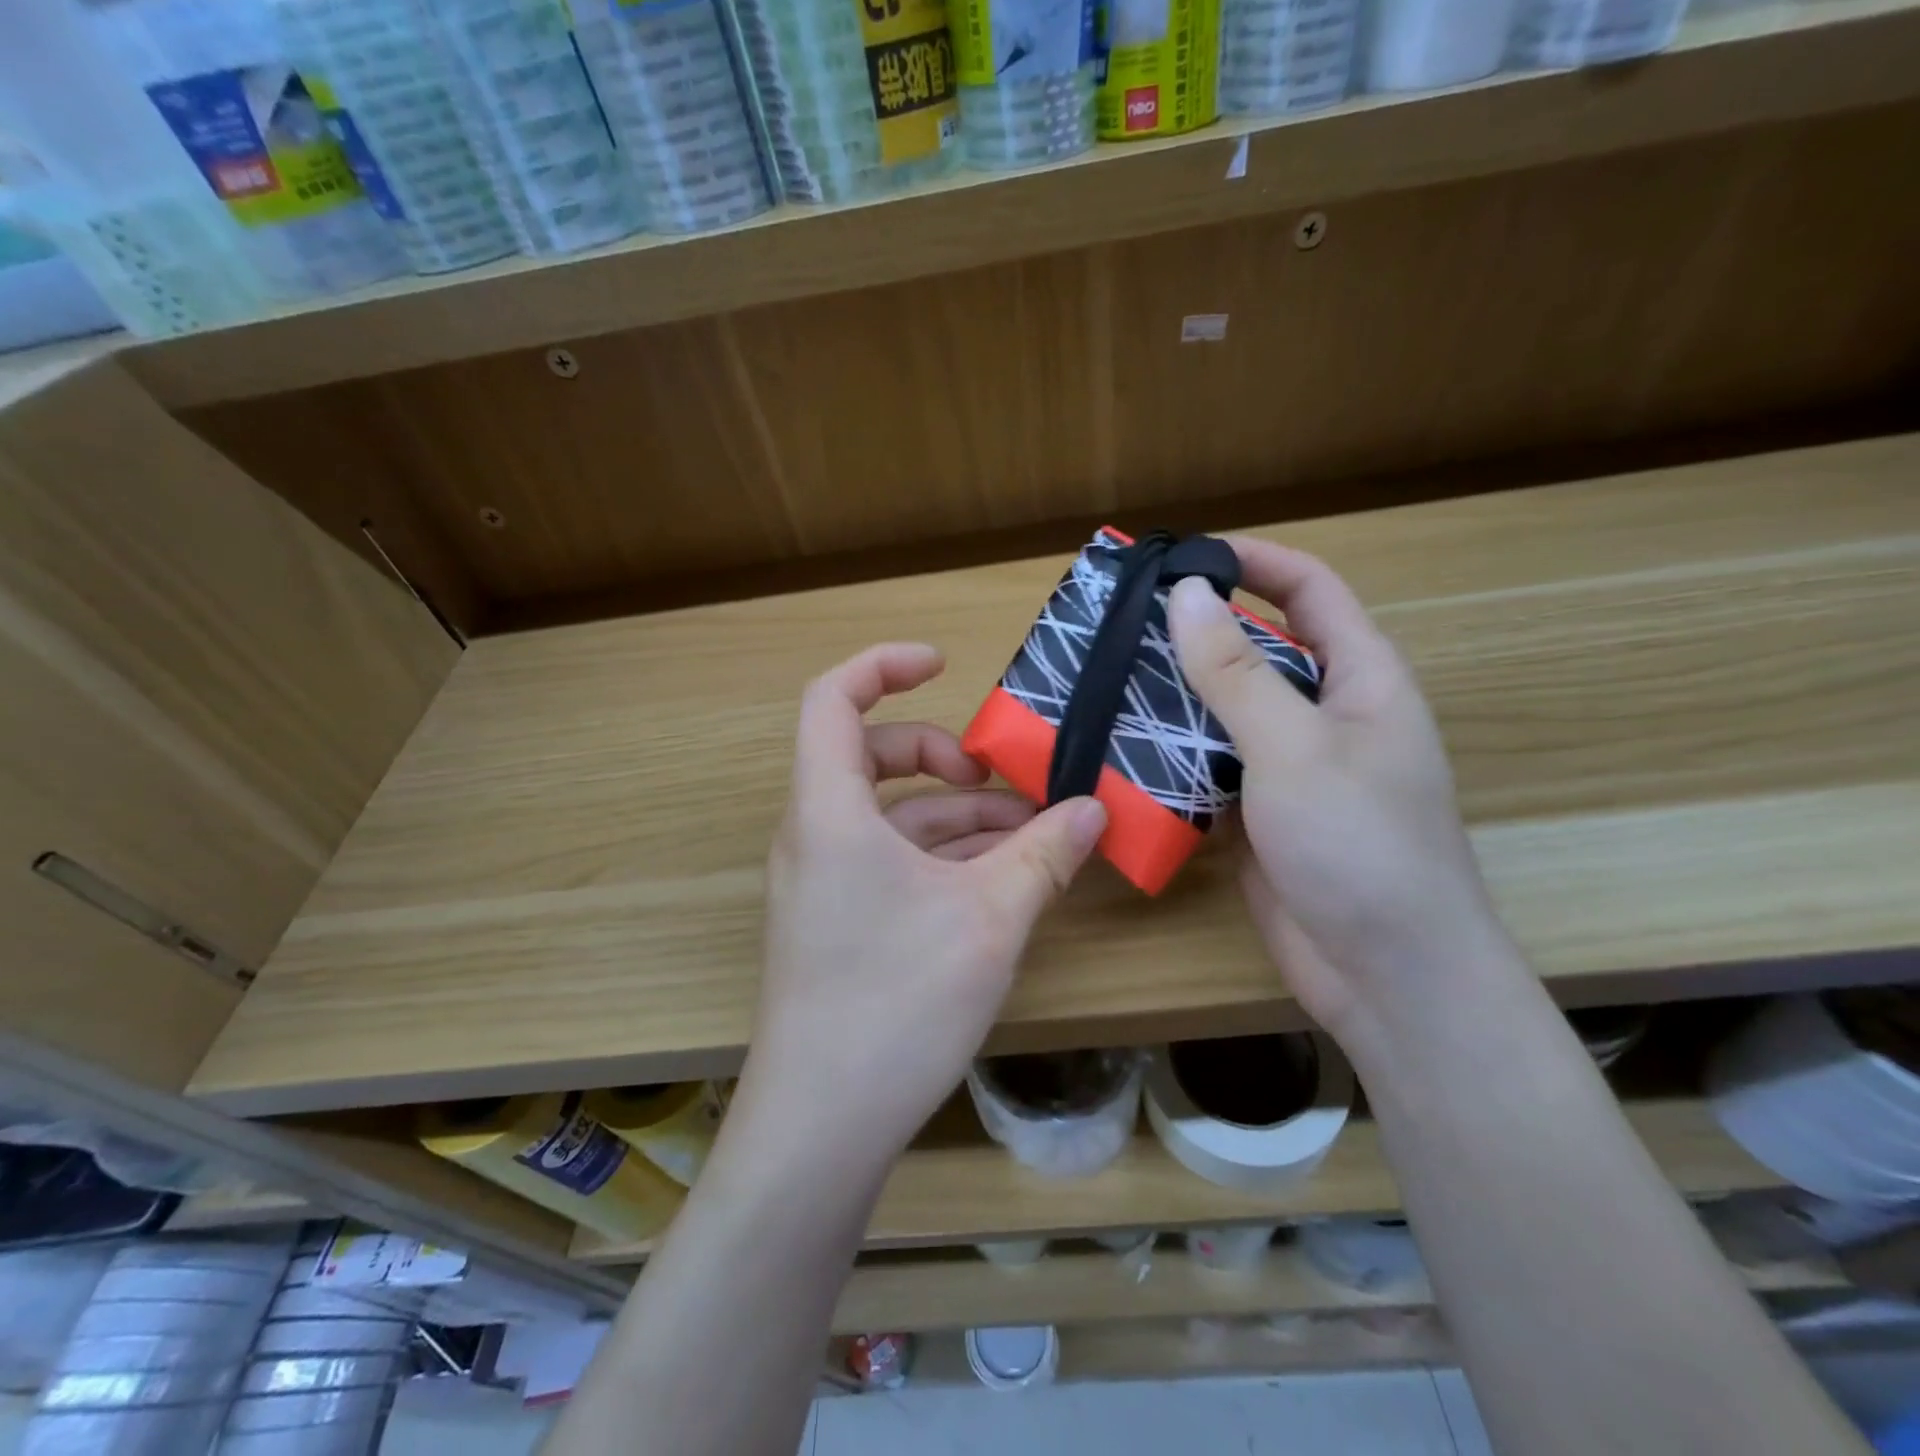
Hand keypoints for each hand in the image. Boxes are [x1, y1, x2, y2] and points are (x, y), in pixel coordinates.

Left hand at [733, 643, 1107, 1174]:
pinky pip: (888, 862)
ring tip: (1028, 840)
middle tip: (1002, 784)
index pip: (831, 699)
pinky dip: (940, 857)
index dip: (883, 665)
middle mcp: (813, 835)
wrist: (821, 1128)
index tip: (943, 664)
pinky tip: (998, 883)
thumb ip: (1044, 854)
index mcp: (828, 810)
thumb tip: (1095, 809)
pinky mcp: (835, 923)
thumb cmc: (897, 1003)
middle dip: (940, 756)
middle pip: (869, 756)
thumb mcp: (990, 918)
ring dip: (956, 817)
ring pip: (888, 817)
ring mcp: (820, 882)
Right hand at [1167, 541, 1511, 1061]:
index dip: (1253, 561)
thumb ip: (1238, 673)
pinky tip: (1118, 750)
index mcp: (1361, 679)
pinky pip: (1208, 765)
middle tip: (1118, 624)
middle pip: (1257, 649)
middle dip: (1194, 632)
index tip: (1181, 557)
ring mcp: (1289, 766)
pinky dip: (1170, 754)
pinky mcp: (1258, 811)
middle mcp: (1325, 714)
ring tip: (1103, 680)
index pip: (1309, 591)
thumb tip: (1187, 594)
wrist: (1386, 976)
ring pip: (1225, 710)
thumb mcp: (1295, 749)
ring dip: (1173, 696)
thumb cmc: (1360, 847)